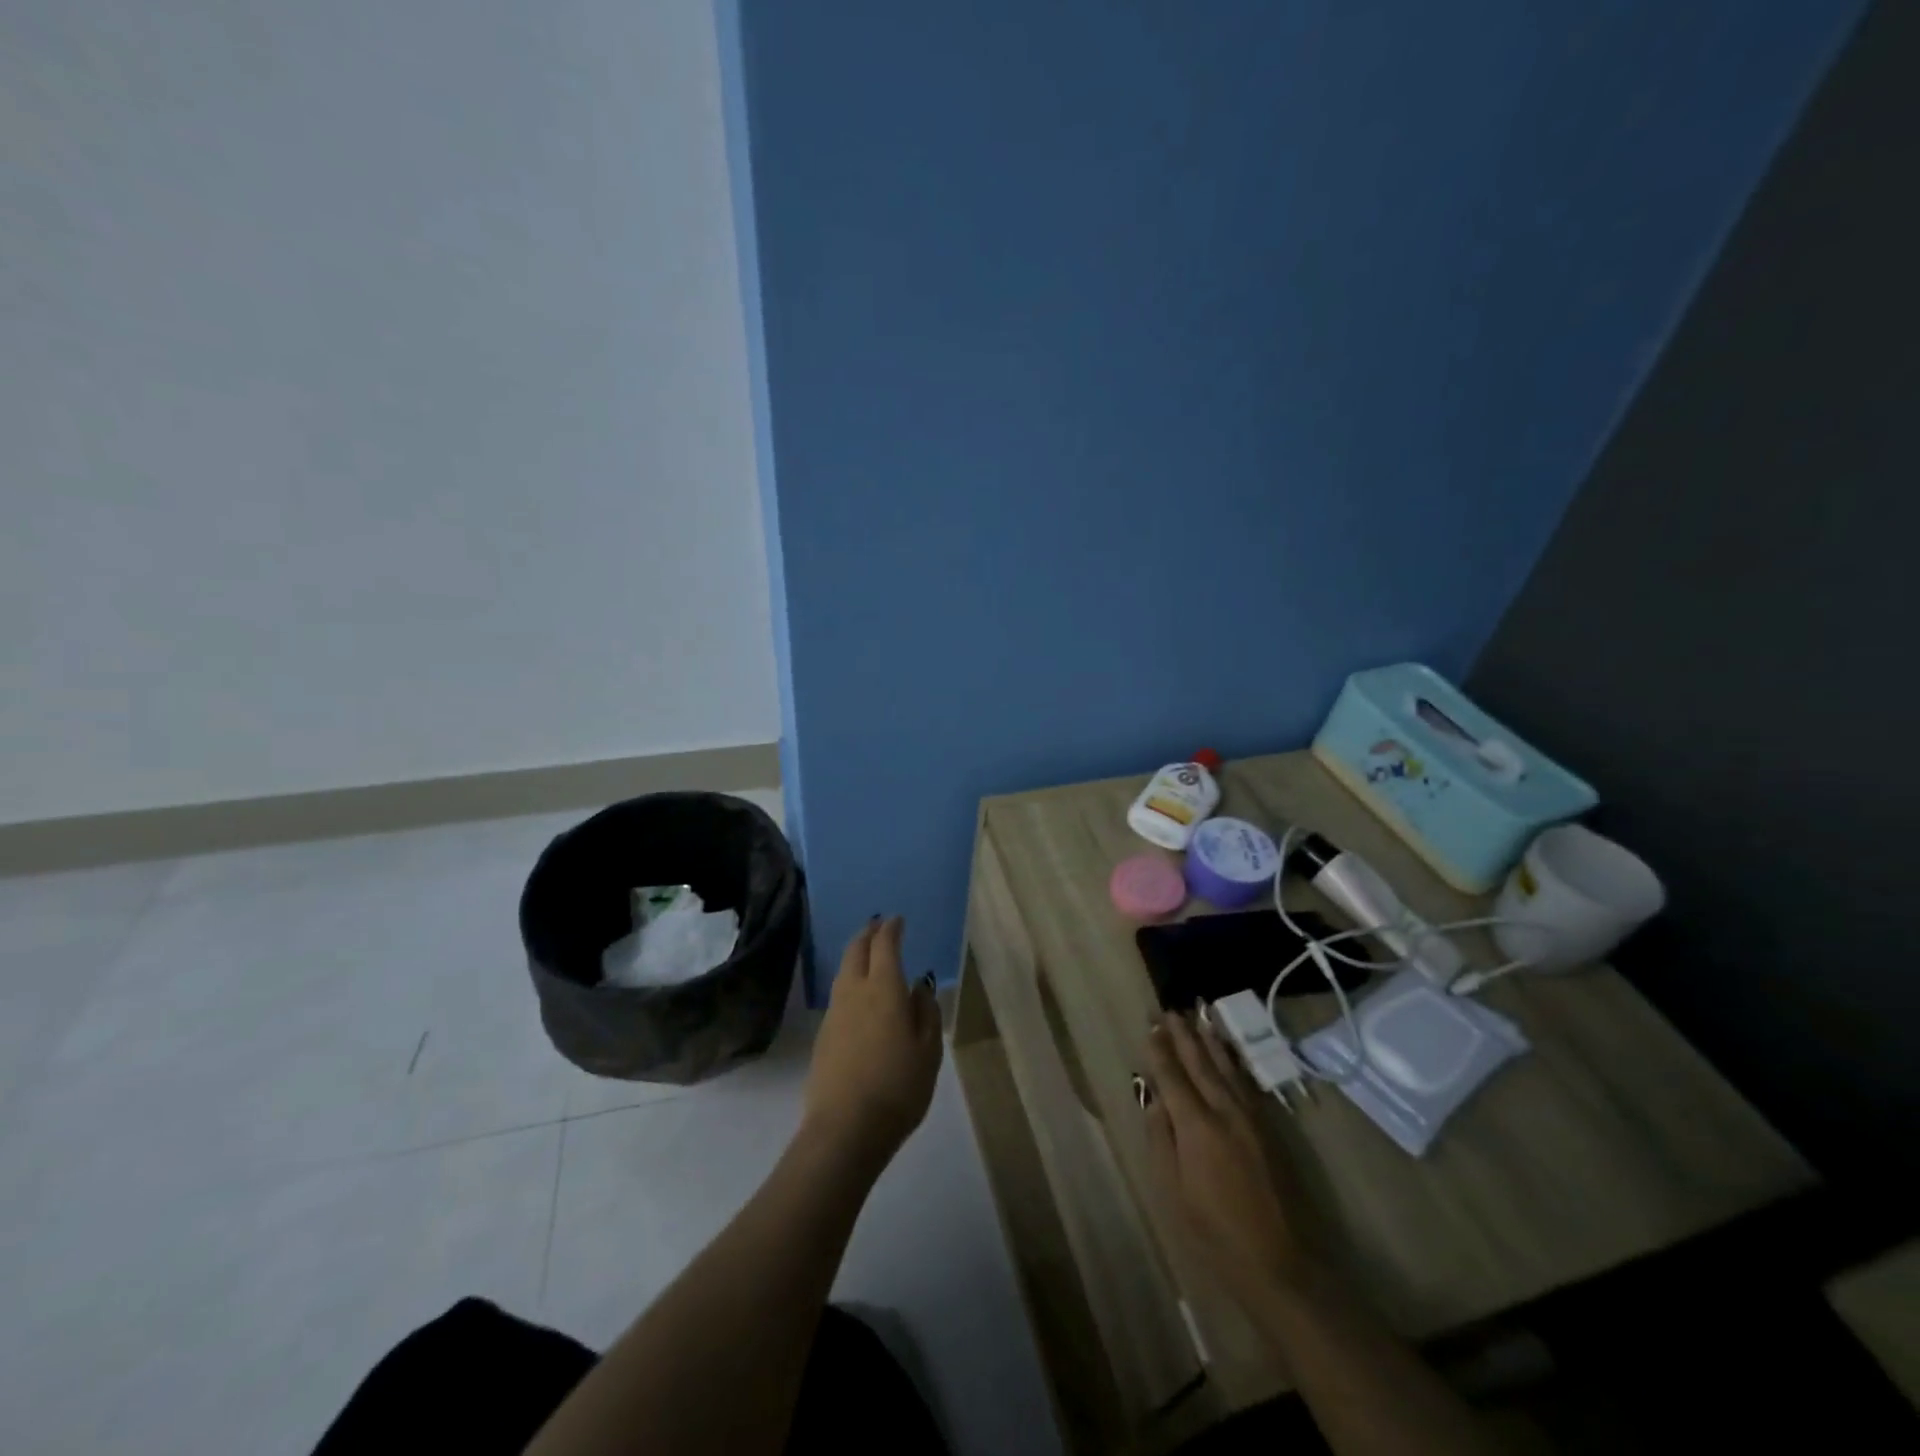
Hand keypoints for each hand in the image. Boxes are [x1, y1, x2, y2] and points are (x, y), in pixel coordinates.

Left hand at [802, 917, 942, 1175]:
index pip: (885, 946)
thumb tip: (920, 987)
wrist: (845, 1129)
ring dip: (856, 956)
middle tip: (878, 926)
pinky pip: (838, 994)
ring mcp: (834, 1013)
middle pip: (856, 951)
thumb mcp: (929, 1051)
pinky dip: (850, 982)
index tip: (897, 920)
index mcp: (884, 989)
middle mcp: (854, 992)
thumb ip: (926, 1013)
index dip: (891, 929)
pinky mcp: (823, 1035)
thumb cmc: (898, 1088)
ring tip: (868, 955)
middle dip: (868, 934)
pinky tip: (858, 996)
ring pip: (843, 971)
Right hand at [1141, 1011, 1332, 1310]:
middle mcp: (1225, 1111)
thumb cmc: (1216, 1232)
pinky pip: (1245, 1082)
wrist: (1282, 1262)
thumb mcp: (1175, 1190)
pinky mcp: (1270, 1128)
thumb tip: (1154, 1099)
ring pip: (1227, 1067)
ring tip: (1199, 1016)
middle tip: (1170, 1009)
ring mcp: (1251, 1118)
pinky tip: (1228, 1053)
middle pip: (1200, 1063)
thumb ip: (1162, 1139)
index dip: (1160, 1050)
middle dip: (1183, 1034)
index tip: (1151, 1024)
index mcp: (1197, 1126)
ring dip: (1211, 1040)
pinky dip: (1233, 1061)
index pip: (1173, 1076)